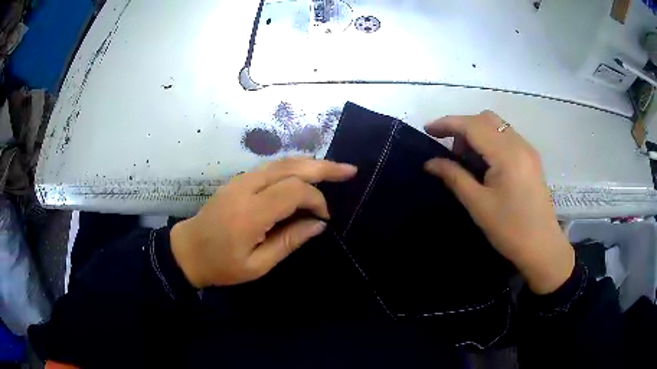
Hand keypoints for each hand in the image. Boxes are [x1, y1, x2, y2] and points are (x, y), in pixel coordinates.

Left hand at [170, 157, 356, 288]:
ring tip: (334, 169)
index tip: (324, 218)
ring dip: (310, 163)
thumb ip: (289, 241)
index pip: (294, 191)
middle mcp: (246, 188)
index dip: (316, 200)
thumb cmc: (221, 265)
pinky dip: (294, 167)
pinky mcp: (238, 180)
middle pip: (291, 167)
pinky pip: (271, 167)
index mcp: (250, 213)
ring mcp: (240, 180)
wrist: (187, 250)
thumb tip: (318, 225)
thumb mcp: (258, 265)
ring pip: (282, 162)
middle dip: (323, 167)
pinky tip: (306, 173)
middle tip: (350, 170)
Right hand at [424, 111, 573, 294]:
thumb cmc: (509, 229)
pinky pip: (507, 137)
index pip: (473, 125)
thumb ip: (454, 177)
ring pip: (497, 126)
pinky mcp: (531, 159)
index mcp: (507, 154)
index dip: (448, 123)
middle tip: (452, 153)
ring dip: (478, 133)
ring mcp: (528, 150)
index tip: (428, 130)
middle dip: (463, 127)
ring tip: (468, 161)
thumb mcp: (478, 205)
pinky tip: (486, 164)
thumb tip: (430, 162)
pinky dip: (491, 141)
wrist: (542, 247)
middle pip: (486, 119)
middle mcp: (520, 144)